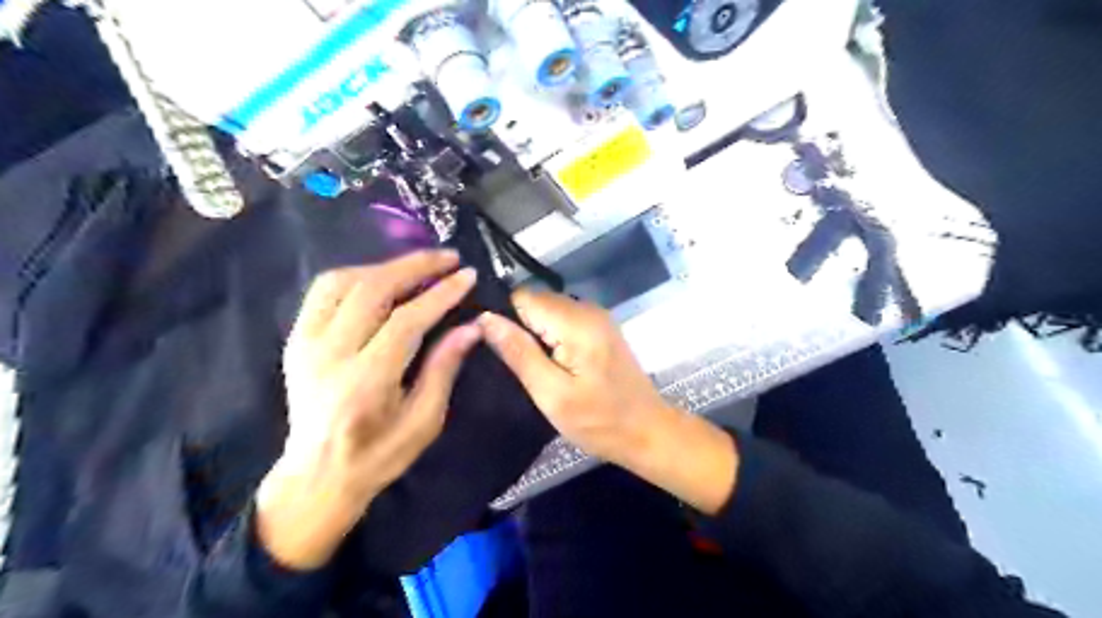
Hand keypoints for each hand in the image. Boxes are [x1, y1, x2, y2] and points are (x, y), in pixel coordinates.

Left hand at [261, 248, 482, 566]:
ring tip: (420, 266)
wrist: (316, 476)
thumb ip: (444, 369)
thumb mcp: (424, 421)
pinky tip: (383, 278)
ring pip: (343, 281)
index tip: (468, 276)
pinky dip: (358, 275)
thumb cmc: (379, 456)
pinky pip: (324, 290)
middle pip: (372, 290)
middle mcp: (329, 354)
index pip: (406, 321)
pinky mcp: (296, 338)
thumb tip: (471, 327)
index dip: (441, 294)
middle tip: (449, 257)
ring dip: (386, 266)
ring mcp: (305, 343)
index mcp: (365, 382)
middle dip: (416, 266)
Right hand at [478, 292, 665, 464]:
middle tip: (513, 364)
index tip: (494, 348)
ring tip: (531, 367)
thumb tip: (485, 318)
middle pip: (535, 301)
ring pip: (547, 310)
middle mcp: (587, 308)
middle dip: (518, 326)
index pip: (522, 297)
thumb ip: (518, 352)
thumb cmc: (598, 421)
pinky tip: (550, 364)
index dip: (503, 318)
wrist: (648, 431)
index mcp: (575, 322)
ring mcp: (597, 317)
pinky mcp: (600, 328)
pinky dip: (550, 336)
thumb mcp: (551, 393)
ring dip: (534, 333)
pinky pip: (563, 320)